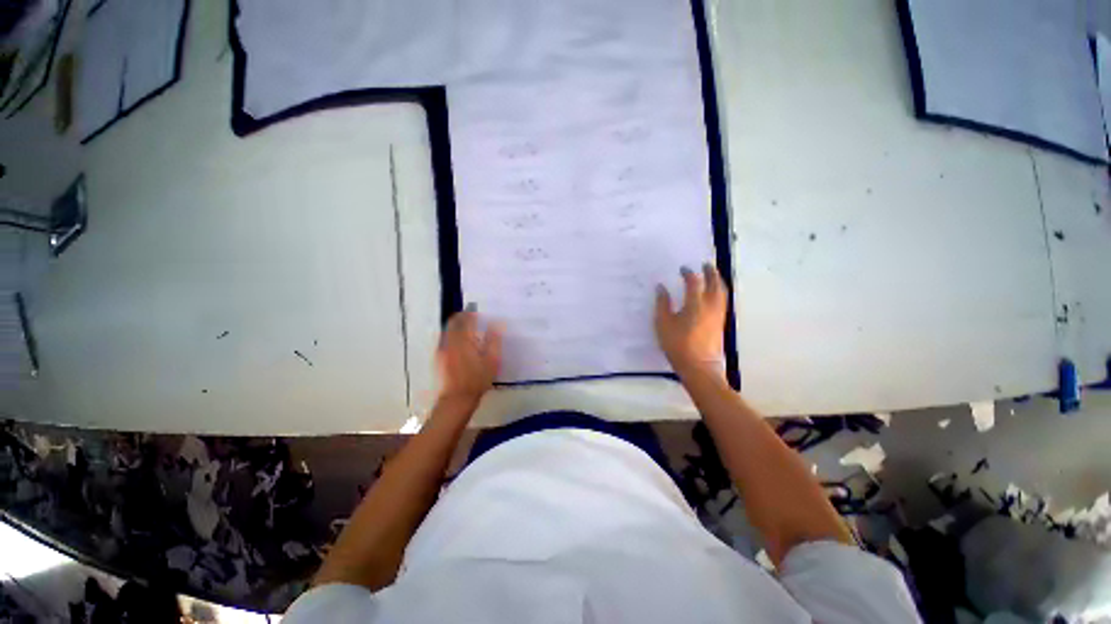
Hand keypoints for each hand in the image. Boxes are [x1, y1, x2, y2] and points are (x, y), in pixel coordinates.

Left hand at [436, 310, 502, 406]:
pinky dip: (451, 336)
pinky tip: (459, 343)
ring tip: (466, 329)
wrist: (456, 399)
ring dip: (455, 326)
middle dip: (461, 317)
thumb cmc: (477, 380)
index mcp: (463, 340)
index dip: (470, 313)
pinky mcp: (438, 358)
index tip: (476, 311)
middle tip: (471, 316)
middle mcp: (449, 341)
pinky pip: (444, 340)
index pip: (464, 319)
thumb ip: (493, 341)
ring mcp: (441, 350)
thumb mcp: (492, 361)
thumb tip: (496, 325)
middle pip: (452, 322)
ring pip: (447, 330)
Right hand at [654, 263, 727, 375]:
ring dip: (718, 281)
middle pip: (715, 284)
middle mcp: (710, 306)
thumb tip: (661, 288)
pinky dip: (720, 292)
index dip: (688, 273)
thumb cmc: (677, 344)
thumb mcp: (663, 323)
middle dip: (711, 272)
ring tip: (713, 276)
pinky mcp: (721, 323)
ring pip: (722, 292)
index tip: (682, 269)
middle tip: (706, 264)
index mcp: (695, 304)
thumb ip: (662, 303)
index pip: (694, 282)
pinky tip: (715, 295)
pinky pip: (723, 301)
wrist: (699, 366)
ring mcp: (718, 315)